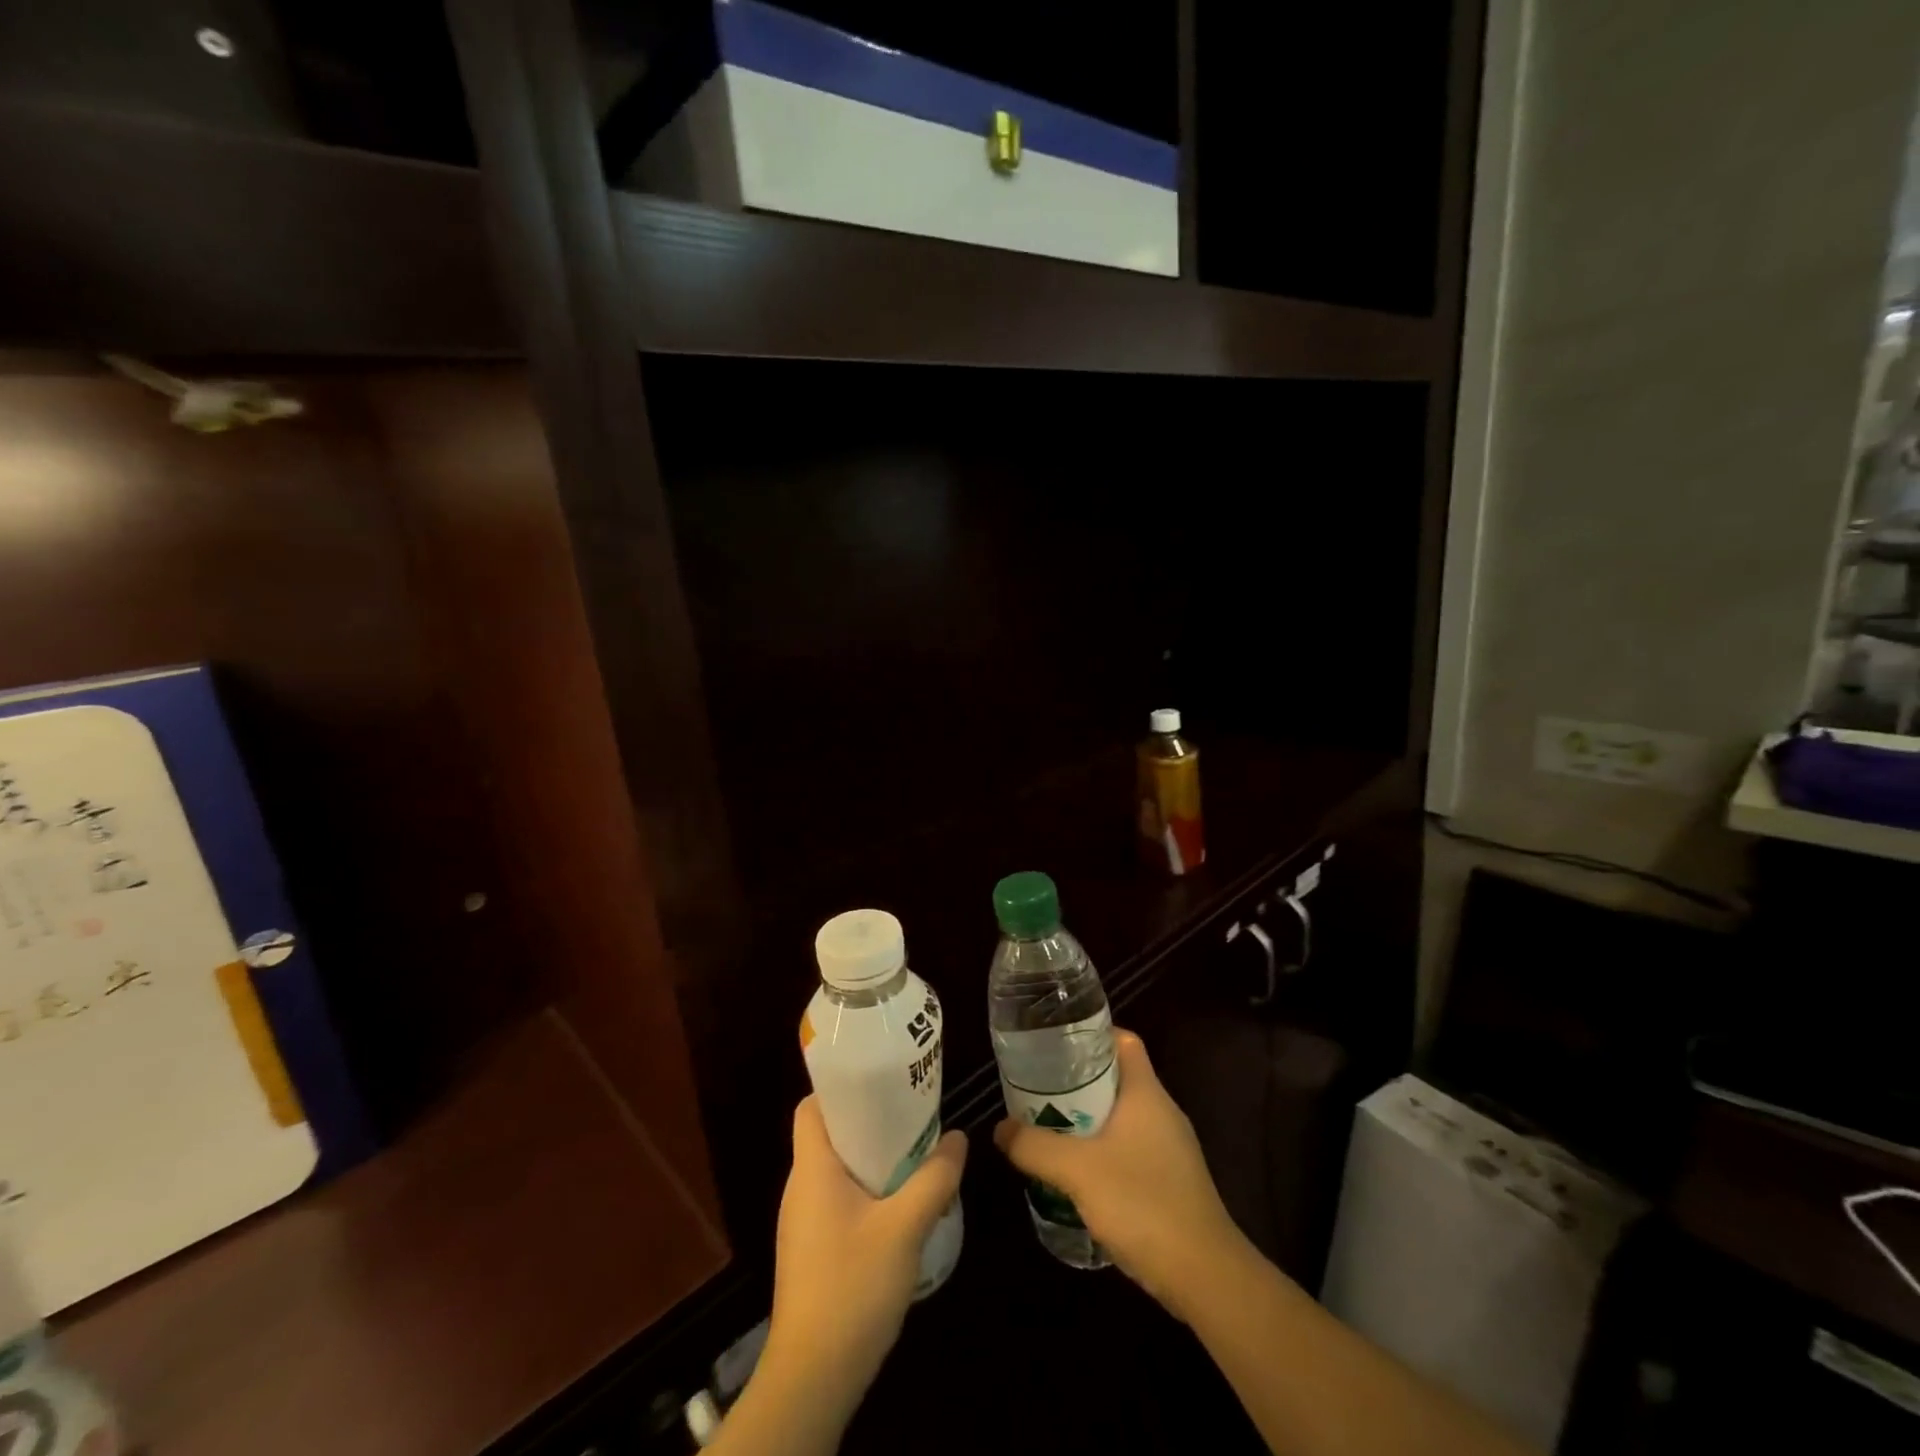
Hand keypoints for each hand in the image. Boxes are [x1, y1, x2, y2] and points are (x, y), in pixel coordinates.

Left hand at [764, 1097, 966, 1411]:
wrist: (813, 1378)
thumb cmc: (852, 1286)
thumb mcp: (905, 1227)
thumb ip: (934, 1178)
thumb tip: (958, 1138)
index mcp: (812, 1169)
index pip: (811, 1106)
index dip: (841, 1088)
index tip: (880, 1081)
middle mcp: (801, 1188)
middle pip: (830, 1135)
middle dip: (871, 1121)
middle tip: (912, 1115)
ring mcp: (804, 1223)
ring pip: (838, 1171)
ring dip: (873, 1160)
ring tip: (915, 1155)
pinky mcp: (812, 1251)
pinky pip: (840, 1201)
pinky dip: (868, 1192)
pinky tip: (901, 1207)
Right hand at [994, 1029, 1245, 1317]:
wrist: (1205, 1277)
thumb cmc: (1143, 1203)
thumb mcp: (1078, 1171)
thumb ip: (1035, 1146)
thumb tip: (1000, 1129)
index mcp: (1146, 1093)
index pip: (1124, 1041)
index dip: (1092, 1034)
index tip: (1056, 1042)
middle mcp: (1162, 1112)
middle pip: (1118, 1078)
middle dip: (1079, 1080)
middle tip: (1040, 1086)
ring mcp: (1170, 1148)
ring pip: (1122, 1116)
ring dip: (1088, 1118)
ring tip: (1049, 1125)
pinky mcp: (1171, 1181)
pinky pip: (1130, 1148)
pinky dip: (1103, 1149)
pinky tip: (1078, 1171)